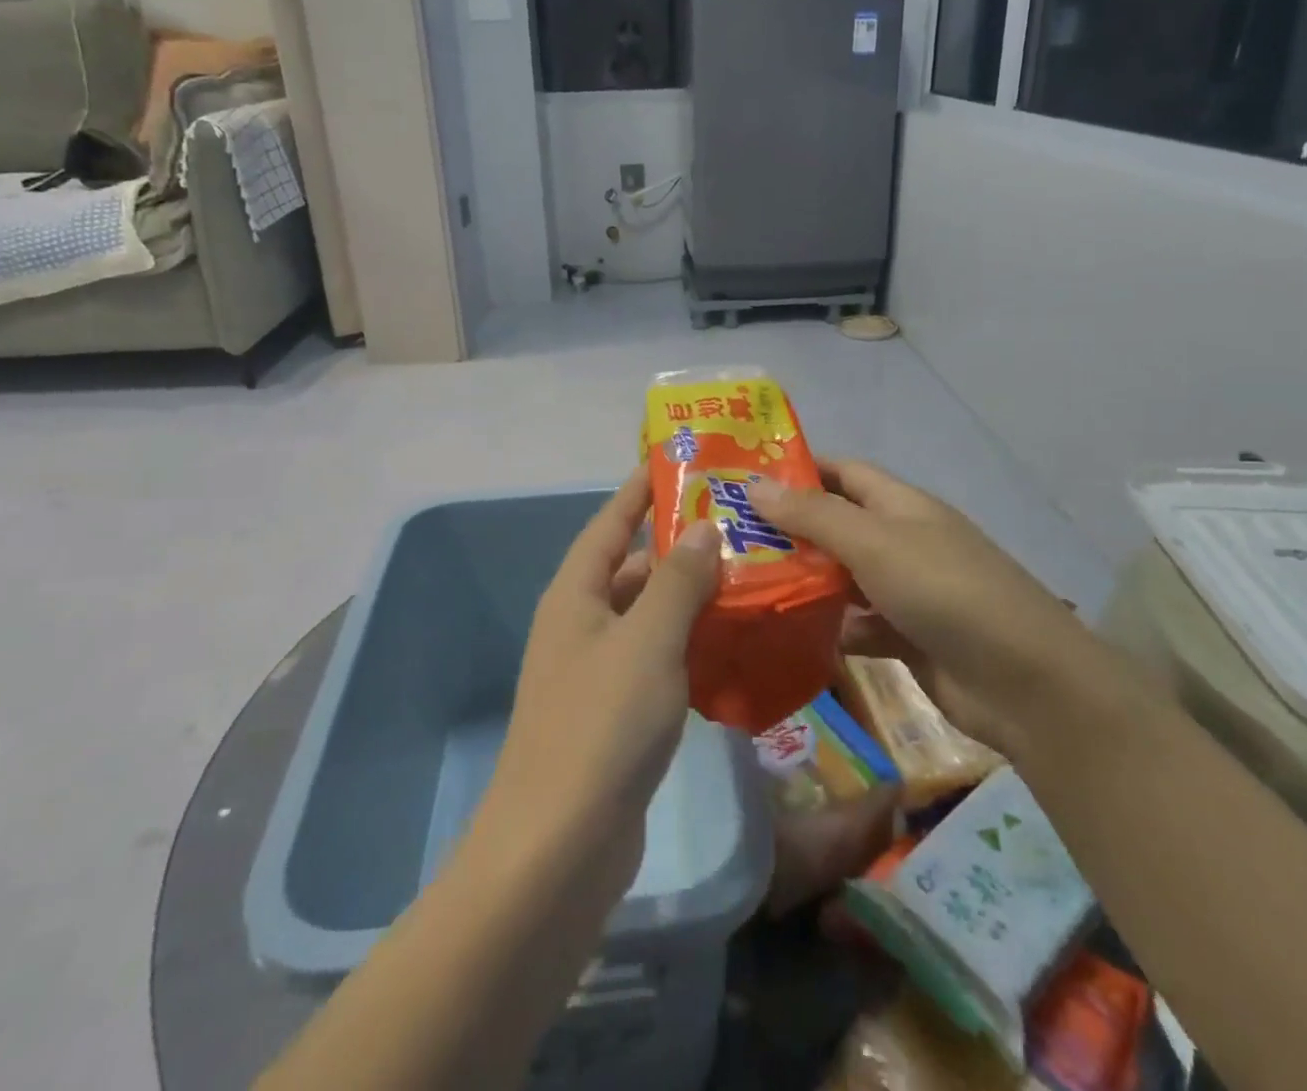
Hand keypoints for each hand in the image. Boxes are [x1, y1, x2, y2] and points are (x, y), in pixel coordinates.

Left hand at [472, 471, 720, 912]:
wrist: (559, 846)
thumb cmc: (602, 724)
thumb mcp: (647, 640)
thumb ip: (677, 580)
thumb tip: (702, 527)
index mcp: (575, 594)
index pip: (610, 522)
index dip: (640, 489)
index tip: (677, 460)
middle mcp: (579, 624)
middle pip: (630, 567)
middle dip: (678, 544)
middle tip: (736, 524)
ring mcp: (595, 671)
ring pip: (648, 615)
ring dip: (689, 597)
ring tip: (746, 575)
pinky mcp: (615, 714)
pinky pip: (656, 660)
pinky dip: (688, 645)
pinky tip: (731, 644)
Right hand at [749, 460, 1087, 757]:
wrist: (1026, 684)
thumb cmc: (946, 591)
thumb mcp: (874, 543)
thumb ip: (813, 515)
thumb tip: (753, 485)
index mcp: (900, 506)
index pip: (842, 472)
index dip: (798, 470)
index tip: (745, 478)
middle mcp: (901, 542)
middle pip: (837, 525)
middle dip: (788, 529)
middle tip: (728, 538)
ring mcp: (905, 592)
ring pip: (842, 578)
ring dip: (802, 580)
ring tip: (742, 584)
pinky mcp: (906, 639)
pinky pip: (856, 625)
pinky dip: (827, 628)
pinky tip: (786, 635)